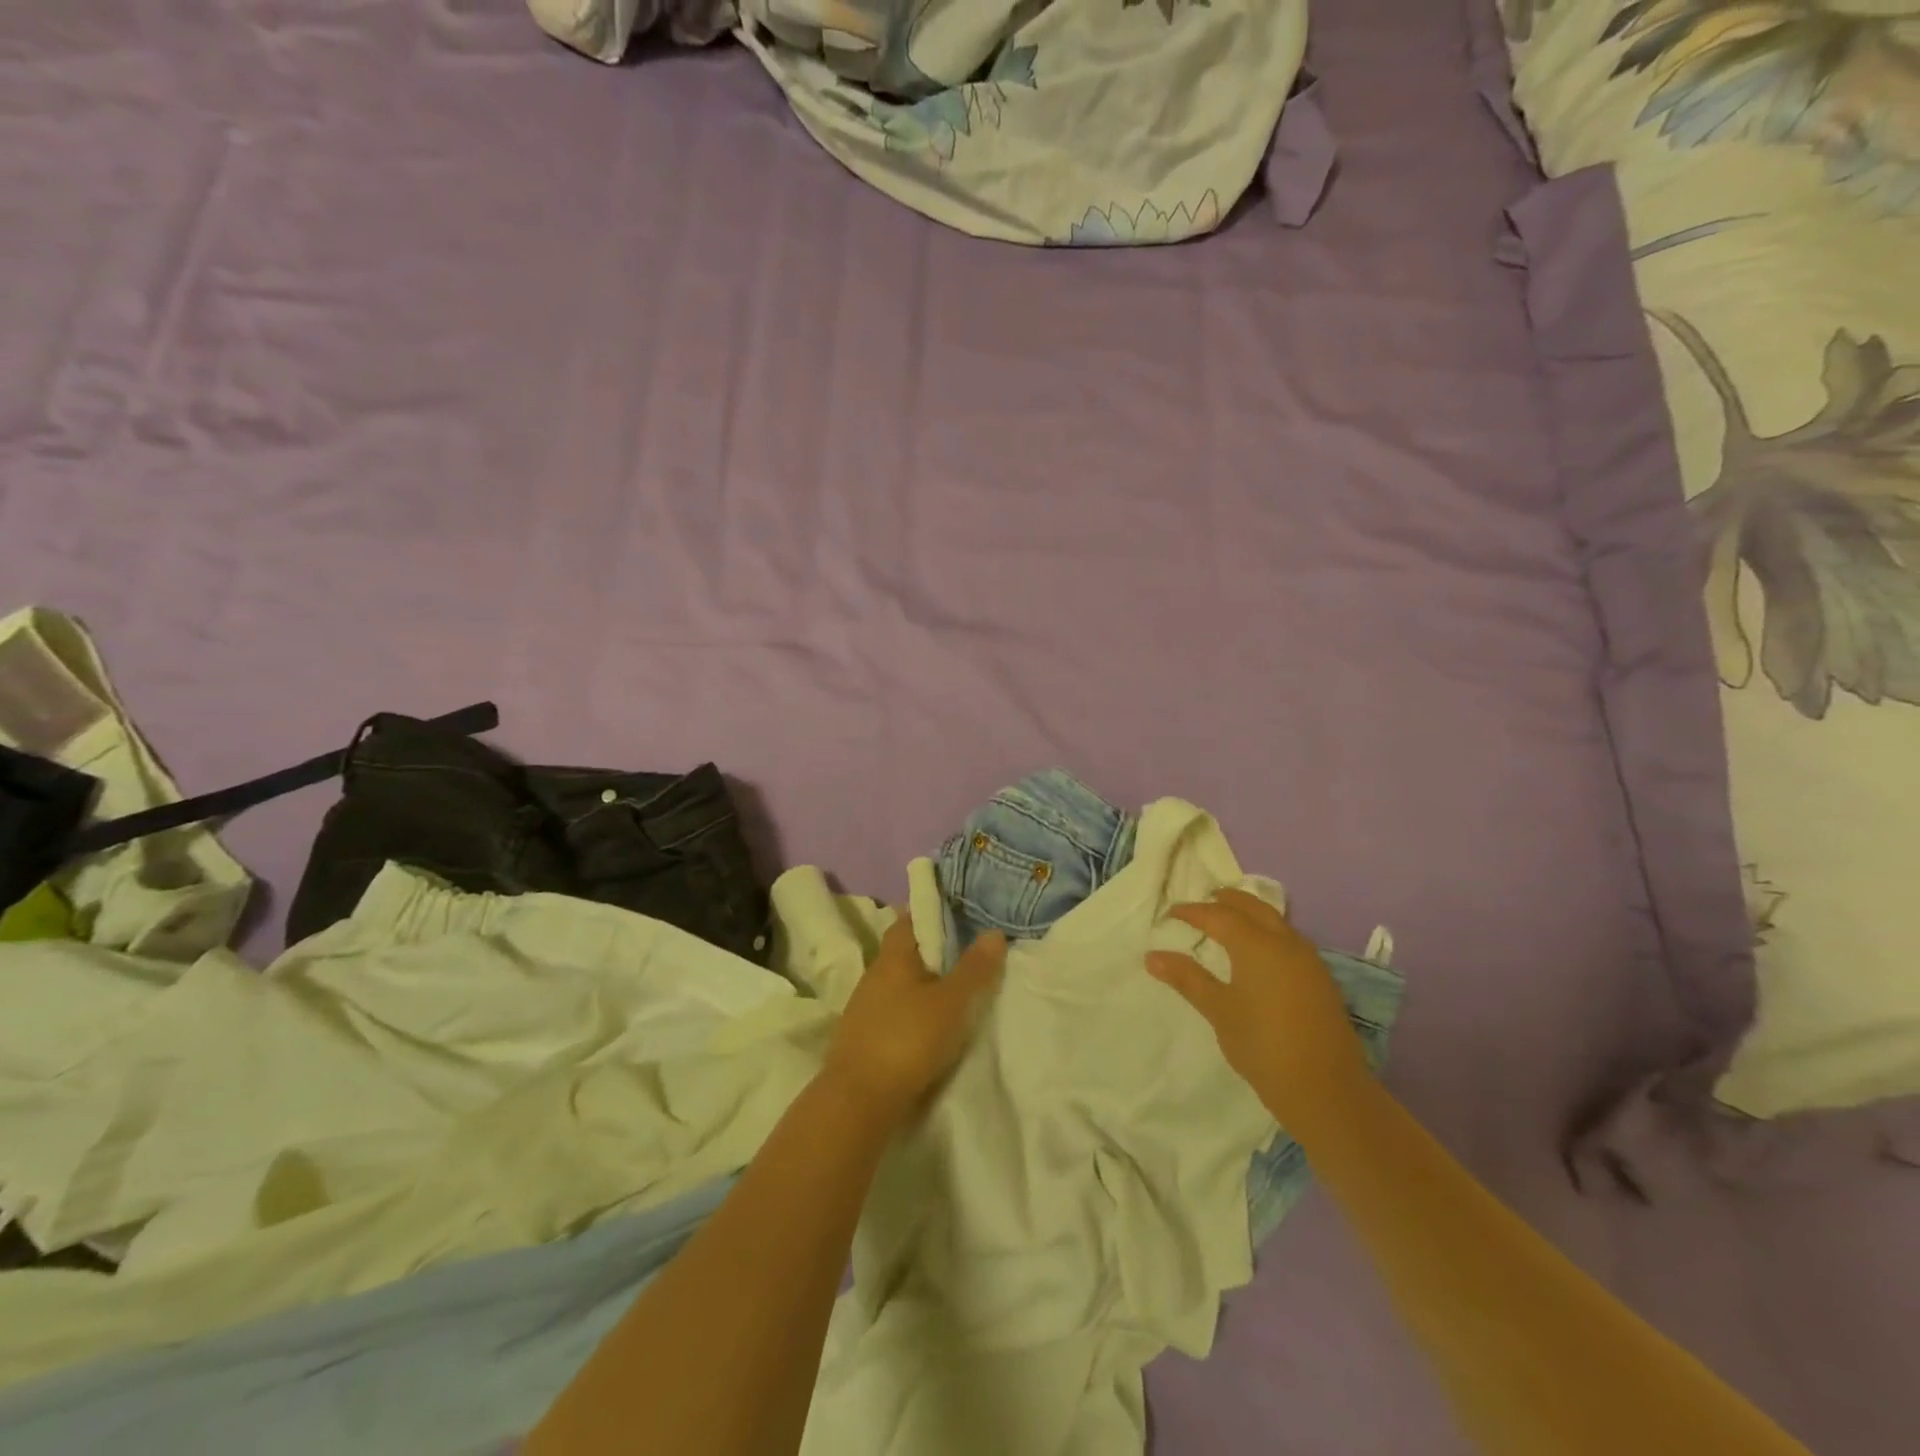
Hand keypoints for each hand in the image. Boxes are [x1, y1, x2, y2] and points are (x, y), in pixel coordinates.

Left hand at [823, 914, 1005, 1129]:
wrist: (859, 1101)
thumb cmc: (908, 1039)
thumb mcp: (952, 1002)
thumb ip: (974, 968)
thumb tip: (993, 932)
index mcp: (892, 957)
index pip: (907, 920)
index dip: (930, 914)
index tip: (957, 915)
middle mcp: (873, 975)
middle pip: (903, 953)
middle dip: (930, 952)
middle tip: (965, 953)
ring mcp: (864, 1008)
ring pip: (897, 984)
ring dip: (921, 984)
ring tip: (953, 991)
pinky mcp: (862, 1038)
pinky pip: (892, 1011)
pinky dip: (911, 1011)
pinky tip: (928, 1025)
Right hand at [1147, 888, 1369, 1128]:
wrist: (1326, 1089)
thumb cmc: (1263, 1045)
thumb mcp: (1219, 1011)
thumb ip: (1187, 978)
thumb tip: (1152, 956)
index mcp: (1257, 945)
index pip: (1218, 915)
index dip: (1192, 911)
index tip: (1170, 914)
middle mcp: (1285, 942)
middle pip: (1253, 906)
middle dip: (1226, 900)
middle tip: (1203, 902)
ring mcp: (1308, 960)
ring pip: (1275, 920)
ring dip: (1250, 913)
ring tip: (1228, 921)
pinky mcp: (1320, 979)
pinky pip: (1289, 939)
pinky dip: (1268, 931)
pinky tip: (1258, 952)